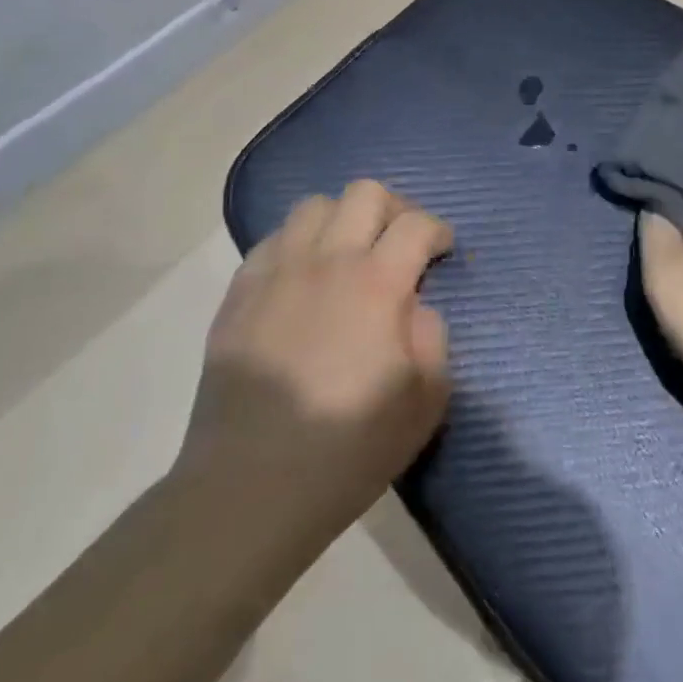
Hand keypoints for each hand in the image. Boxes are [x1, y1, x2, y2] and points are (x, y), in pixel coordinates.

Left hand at [176, 181, 452, 549]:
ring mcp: (277, 273)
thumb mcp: (425, 401)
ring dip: (342, 219)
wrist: (249, 488)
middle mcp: (327, 261)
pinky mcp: (239, 293)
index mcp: (377, 284)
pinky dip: (298, 244)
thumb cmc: (348, 448)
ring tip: (348, 254)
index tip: (442, 251)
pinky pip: (272, 240)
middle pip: (365, 193)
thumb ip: (433, 336)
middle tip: (399, 243)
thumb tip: (416, 306)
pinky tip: (303, 279)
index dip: (438, 230)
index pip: (417, 224)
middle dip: (395, 209)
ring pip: (314, 205)